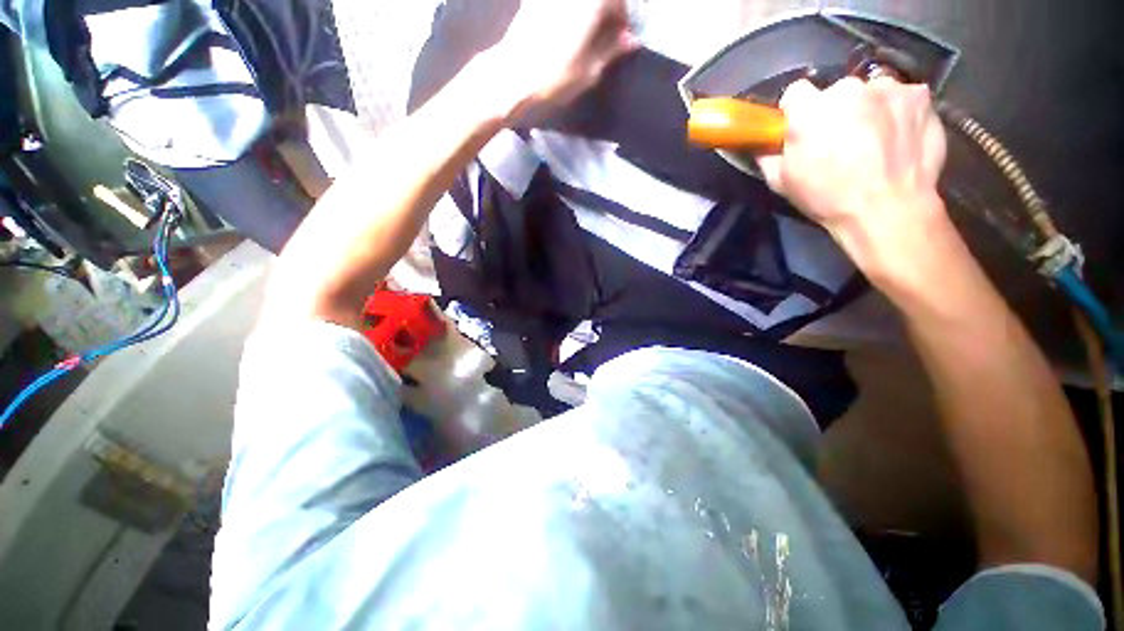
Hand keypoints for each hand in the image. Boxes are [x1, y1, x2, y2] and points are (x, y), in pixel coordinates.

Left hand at [481, 0, 638, 120]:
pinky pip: (560, 6)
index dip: (623, 17)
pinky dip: (567, 12)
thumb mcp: (590, 70)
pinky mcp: (533, 1)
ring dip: (587, 11)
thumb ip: (612, 50)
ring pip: (579, 2)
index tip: (622, 36)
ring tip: (585, 32)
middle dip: (606, 11)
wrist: (512, 76)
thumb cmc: (555, 77)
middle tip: (605, 33)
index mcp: (592, 4)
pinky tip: (563, 28)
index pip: (618, 1)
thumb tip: (630, 40)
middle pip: (598, 0)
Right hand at [757, 77, 949, 284]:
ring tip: (875, 139)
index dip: (797, 111)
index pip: (796, 92)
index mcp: (809, 110)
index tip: (802, 129)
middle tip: (841, 140)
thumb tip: (763, 144)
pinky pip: (903, 97)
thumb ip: (769, 156)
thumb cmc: (827, 197)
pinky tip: (899, 136)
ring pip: (872, 92)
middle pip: (837, 92)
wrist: (887, 209)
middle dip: (836, 111)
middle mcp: (848, 88)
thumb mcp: (782, 183)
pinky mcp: (920, 96)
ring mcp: (888, 88)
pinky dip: (899, 112)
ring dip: (869, 108)